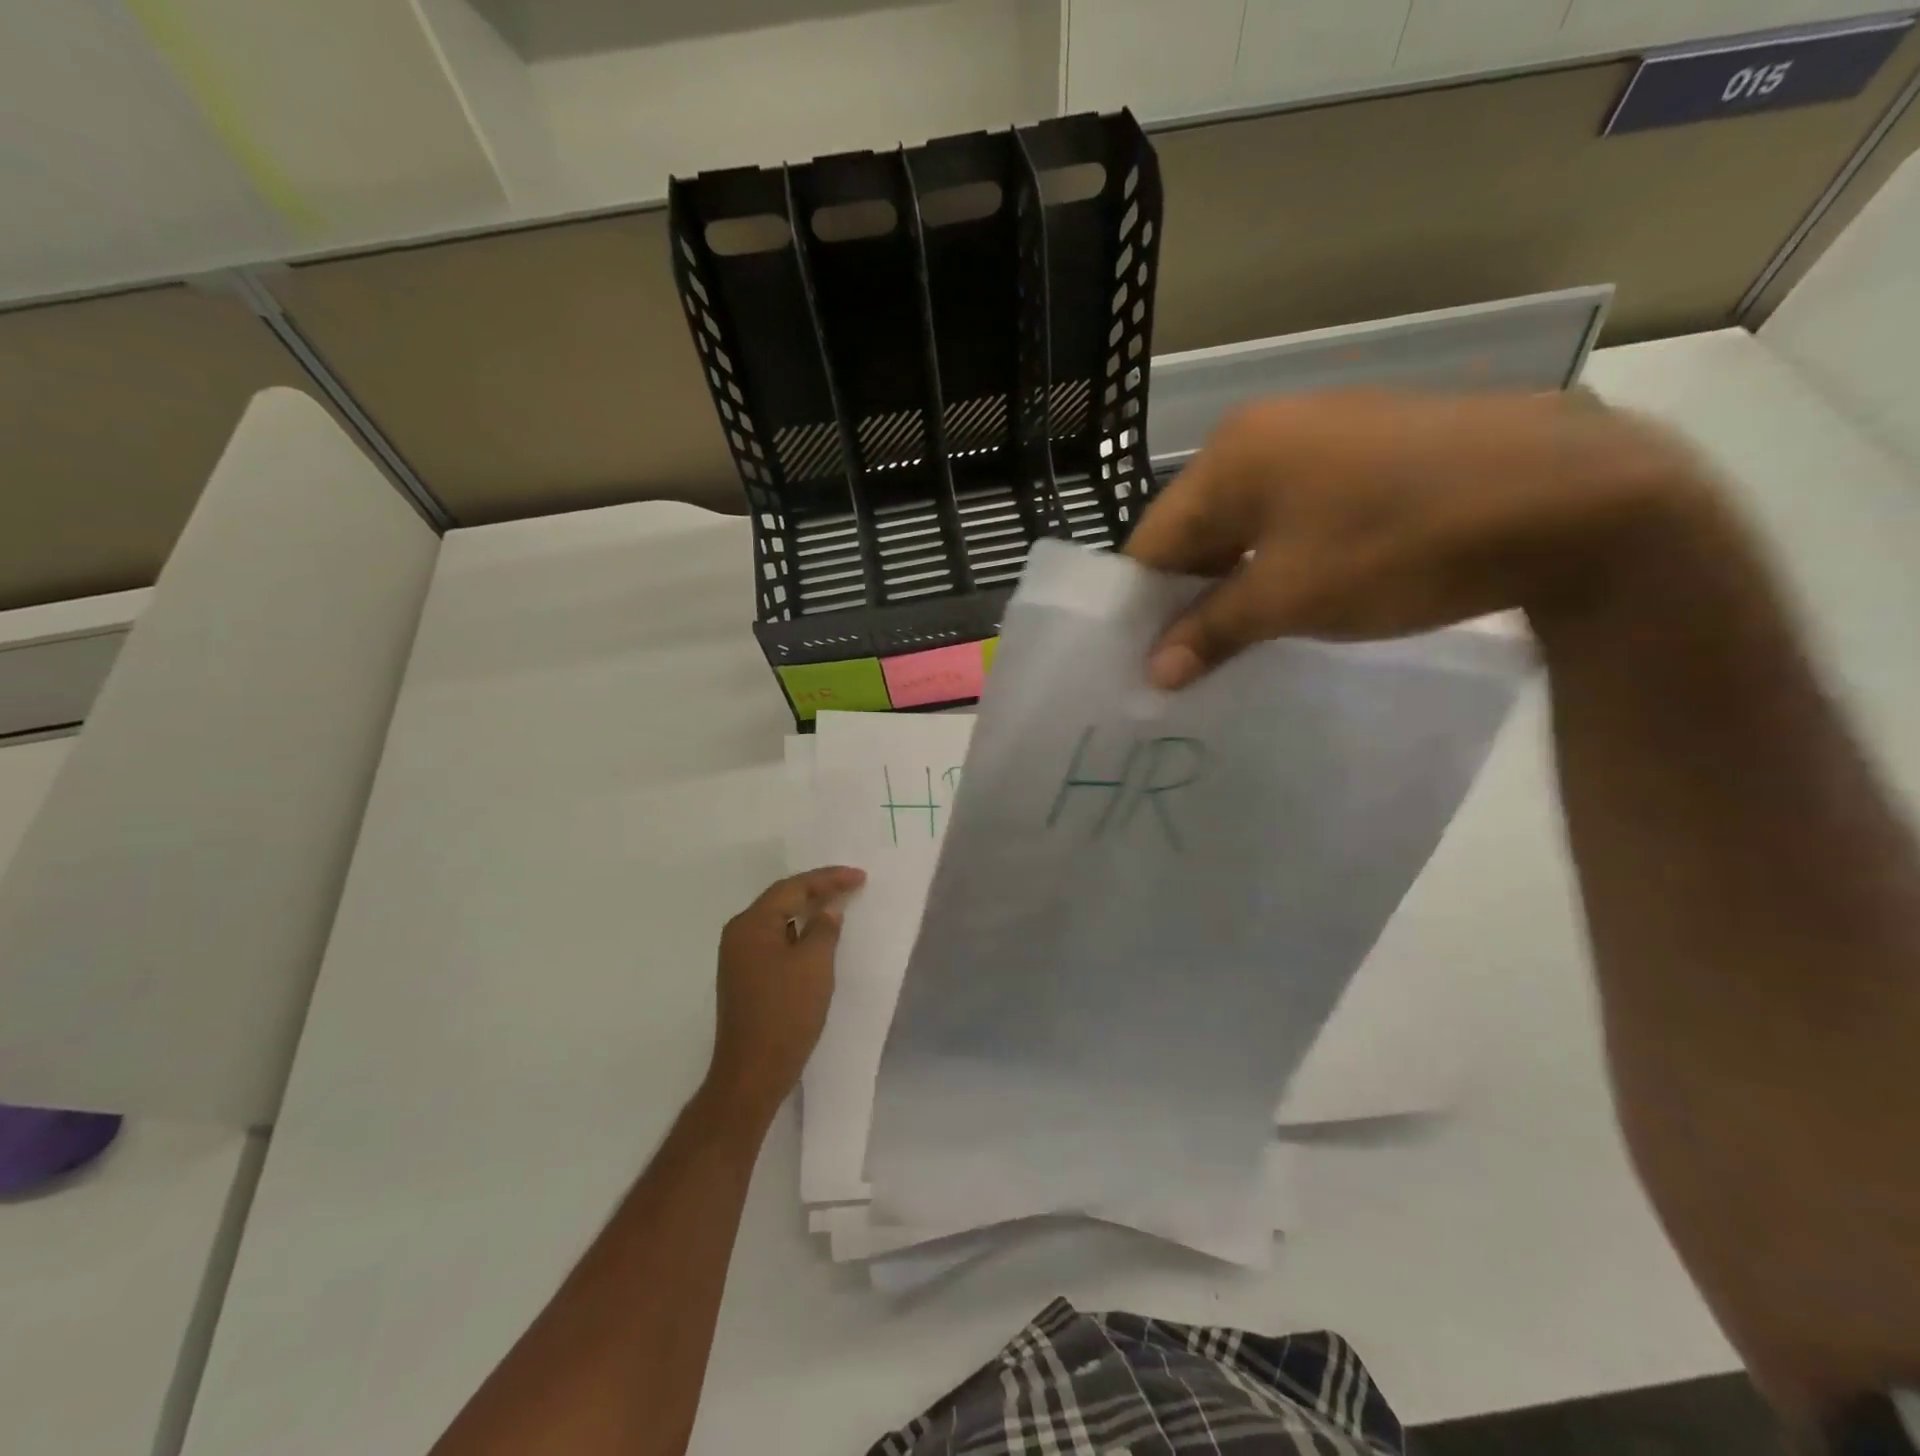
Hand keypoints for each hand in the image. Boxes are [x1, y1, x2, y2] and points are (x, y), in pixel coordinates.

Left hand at [705, 866, 865, 1122]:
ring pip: (778, 921)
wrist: (752, 1073)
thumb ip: (823, 929)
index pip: (793, 888)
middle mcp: (739, 934)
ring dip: (807, 911)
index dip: (828, 879)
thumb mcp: (814, 965)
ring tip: (838, 905)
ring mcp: (739, 958)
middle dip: (817, 890)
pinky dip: (798, 933)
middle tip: (851, 884)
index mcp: (751, 924)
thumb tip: (827, 911)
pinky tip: (817, 938)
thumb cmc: (785, 1013)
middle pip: (782, 899)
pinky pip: (775, 941)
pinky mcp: (745, 978)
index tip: (860, 877)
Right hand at [1125, 390, 1716, 682]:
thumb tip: (1153, 674)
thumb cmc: (1400, 546)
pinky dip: (1281, 559)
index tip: (1143, 661)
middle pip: (1198, 527)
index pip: (1154, 539)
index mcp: (1232, 454)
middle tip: (1189, 660)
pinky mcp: (1372, 450)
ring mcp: (1324, 434)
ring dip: (1236, 581)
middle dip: (1190, 595)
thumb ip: (1211, 631)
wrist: (1573, 497)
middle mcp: (1267, 430)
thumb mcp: (1290, 597)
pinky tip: (1295, 597)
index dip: (1142, 606)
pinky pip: (1296, 512)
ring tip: (1238, 639)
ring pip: (1248, 522)